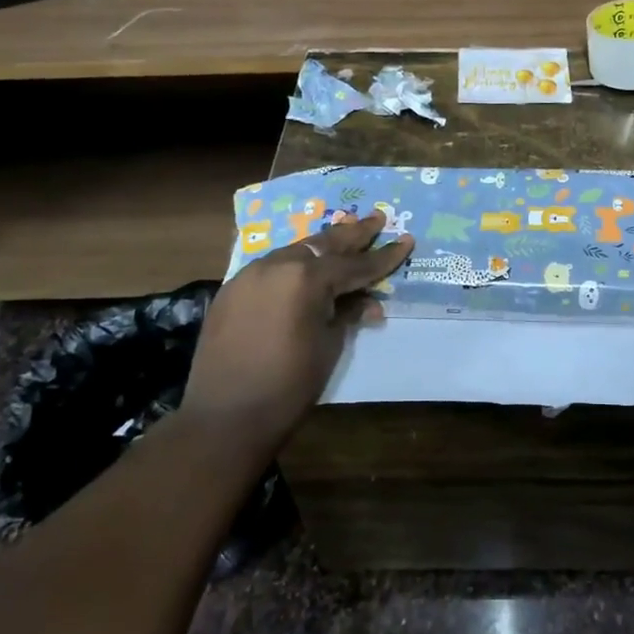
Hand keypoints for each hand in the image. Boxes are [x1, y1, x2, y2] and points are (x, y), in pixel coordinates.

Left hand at [181, 215, 412, 450]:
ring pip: (295, 251)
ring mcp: (250, 275)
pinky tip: (305, 265)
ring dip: (322, 244)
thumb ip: (347, 314)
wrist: (225, 416)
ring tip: (345, 231)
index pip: (355, 265)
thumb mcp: (329, 346)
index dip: (384, 257)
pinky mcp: (232, 290)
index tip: (407, 240)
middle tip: (377, 218)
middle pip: (324, 244)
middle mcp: (277, 265)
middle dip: (354, 233)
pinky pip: (271, 267)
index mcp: (306, 278)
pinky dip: (294, 263)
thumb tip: (367, 302)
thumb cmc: (289, 385)